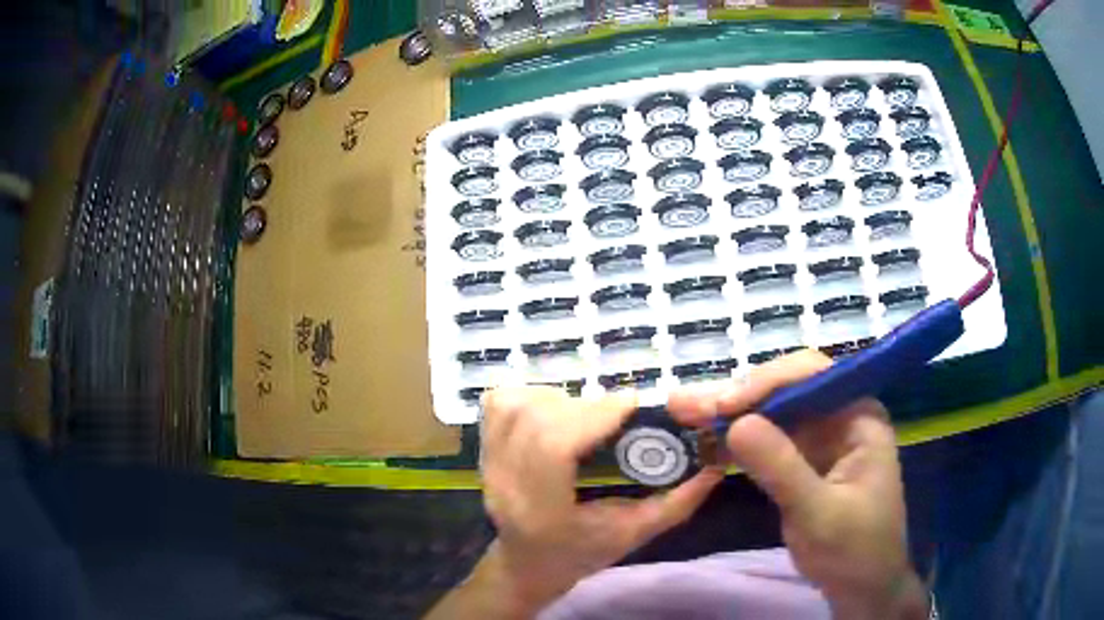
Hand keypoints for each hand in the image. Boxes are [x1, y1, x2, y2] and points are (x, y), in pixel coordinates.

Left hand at [439, 386, 721, 617]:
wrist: (527, 564)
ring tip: (584, 415)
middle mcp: (505, 484)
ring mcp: (486, 464)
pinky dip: (528, 394)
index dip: (593, 415)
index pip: (553, 447)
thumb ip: (677, 503)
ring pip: (512, 405)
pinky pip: (497, 403)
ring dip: (555, 398)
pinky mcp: (482, 450)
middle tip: (615, 413)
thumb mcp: (635, 534)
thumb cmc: (580, 555)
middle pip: (534, 419)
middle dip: (582, 406)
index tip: (630, 402)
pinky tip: (554, 411)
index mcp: (542, 511)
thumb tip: (716, 465)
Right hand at [668, 350, 927, 619]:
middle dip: (737, 397)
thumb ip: (782, 468)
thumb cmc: (854, 549)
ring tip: (682, 412)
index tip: (725, 406)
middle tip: (685, 405)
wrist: (860, 586)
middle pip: (785, 390)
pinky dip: (734, 441)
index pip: (813, 376)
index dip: (767, 383)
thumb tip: (734, 424)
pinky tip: (703, 439)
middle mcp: (839, 415)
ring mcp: (819, 438)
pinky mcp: (800, 460)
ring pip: (770, 413)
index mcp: (859, 415)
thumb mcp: (819, 513)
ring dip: (728, 414)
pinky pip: (765, 441)